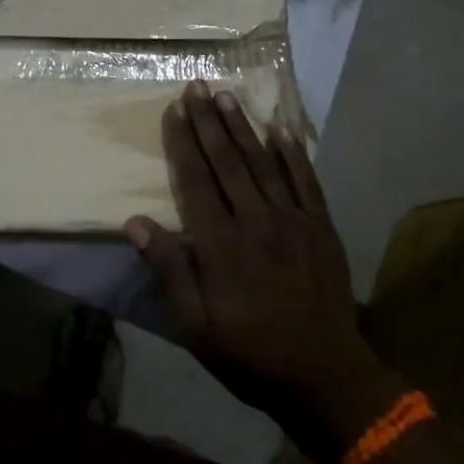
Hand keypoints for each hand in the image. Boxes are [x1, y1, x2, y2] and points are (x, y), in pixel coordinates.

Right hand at [126, 81, 396, 462]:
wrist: (327, 378)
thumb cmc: (251, 353)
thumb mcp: (195, 325)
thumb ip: (169, 270)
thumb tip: (136, 222)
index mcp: (221, 243)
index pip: (196, 180)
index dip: (183, 142)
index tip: (175, 109)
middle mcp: (255, 220)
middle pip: (227, 161)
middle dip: (209, 120)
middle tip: (198, 85)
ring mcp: (293, 221)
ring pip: (263, 163)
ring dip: (243, 127)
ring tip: (228, 95)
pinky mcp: (321, 229)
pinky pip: (306, 182)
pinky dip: (294, 154)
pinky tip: (283, 129)